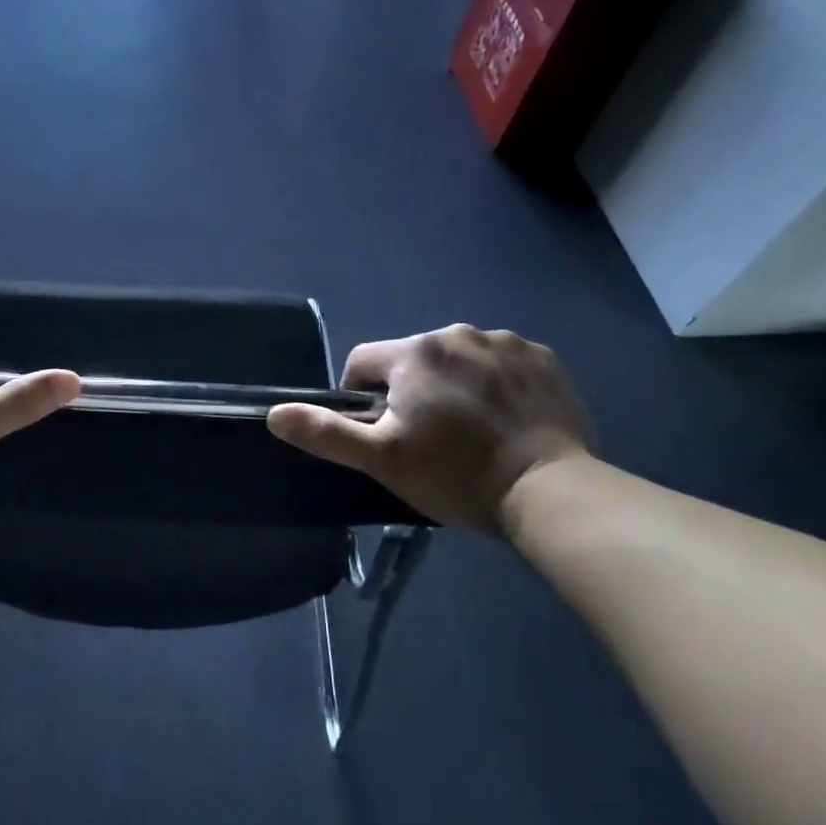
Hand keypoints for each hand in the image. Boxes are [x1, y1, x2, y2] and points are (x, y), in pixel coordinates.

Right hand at [267, 324, 591, 531]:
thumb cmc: (456, 475)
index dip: (361, 397)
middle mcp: (456, 333)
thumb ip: (326, 433)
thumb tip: (274, 413)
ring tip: (471, 431)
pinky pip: (501, 363)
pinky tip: (506, 420)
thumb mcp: (382, 460)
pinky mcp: (543, 359)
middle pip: (412, 359)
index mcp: (414, 353)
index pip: (363, 362)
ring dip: (453, 384)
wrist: (551, 491)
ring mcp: (505, 342)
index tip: (381, 432)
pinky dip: (496, 383)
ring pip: (457, 359)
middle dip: (410, 390)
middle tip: (428, 438)